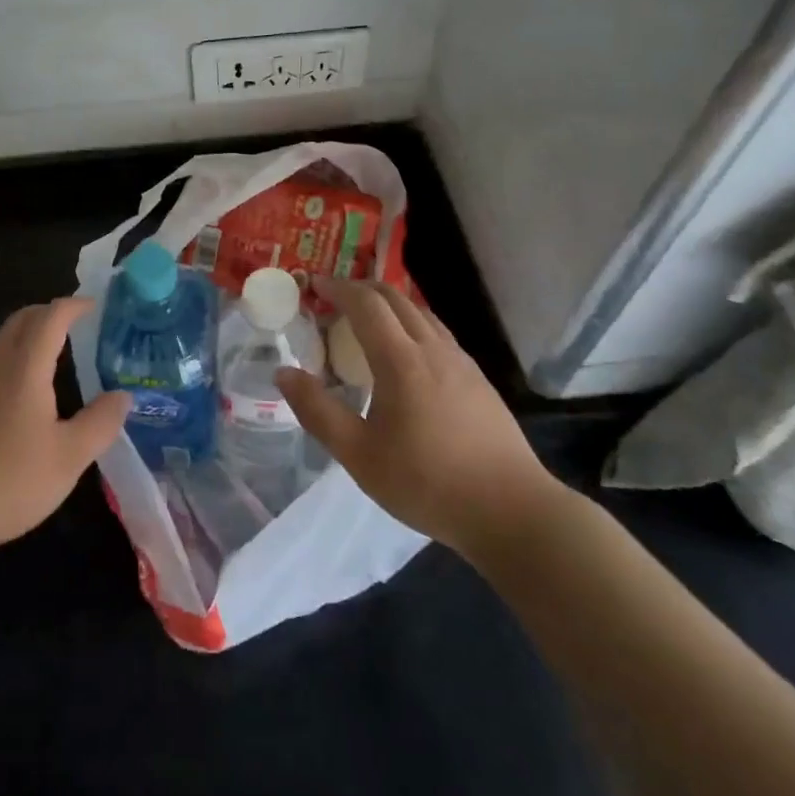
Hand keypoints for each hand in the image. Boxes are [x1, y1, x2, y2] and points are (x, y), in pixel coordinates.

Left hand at [0, 297, 131, 561]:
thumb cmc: (8, 480)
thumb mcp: (68, 458)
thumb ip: (100, 423)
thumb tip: (123, 396)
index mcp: (24, 368)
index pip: (50, 317)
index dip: (74, 306)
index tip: (95, 305)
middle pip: (21, 320)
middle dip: (49, 312)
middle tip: (77, 321)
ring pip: (3, 341)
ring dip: (30, 334)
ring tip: (56, 352)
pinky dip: (15, 357)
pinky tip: (25, 390)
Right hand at [276, 275, 562, 555]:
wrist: (511, 510)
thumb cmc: (427, 483)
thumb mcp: (358, 455)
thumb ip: (317, 411)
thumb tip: (283, 373)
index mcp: (401, 360)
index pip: (365, 304)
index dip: (338, 288)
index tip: (314, 285)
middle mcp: (432, 348)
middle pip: (395, 298)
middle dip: (361, 288)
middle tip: (334, 296)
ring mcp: (461, 361)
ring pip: (421, 312)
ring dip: (389, 303)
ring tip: (367, 318)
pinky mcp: (478, 379)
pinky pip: (438, 332)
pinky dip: (412, 322)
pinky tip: (408, 351)